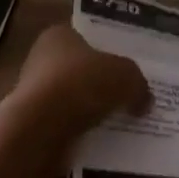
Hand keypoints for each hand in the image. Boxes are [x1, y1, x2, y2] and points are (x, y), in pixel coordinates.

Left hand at [14, 25, 150, 133]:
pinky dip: (83, 133)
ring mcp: (35, 94)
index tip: (128, 68)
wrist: (41, 129)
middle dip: (103, 84)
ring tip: (123, 123)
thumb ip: (138, 84)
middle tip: (132, 97)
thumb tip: (144, 101)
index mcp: (59, 35)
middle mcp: (42, 60)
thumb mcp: (125, 76)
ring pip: (74, 101)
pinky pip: (67, 126)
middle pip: (81, 70)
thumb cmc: (81, 85)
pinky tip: (105, 141)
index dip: (109, 51)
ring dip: (94, 112)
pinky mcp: (34, 126)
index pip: (86, 37)